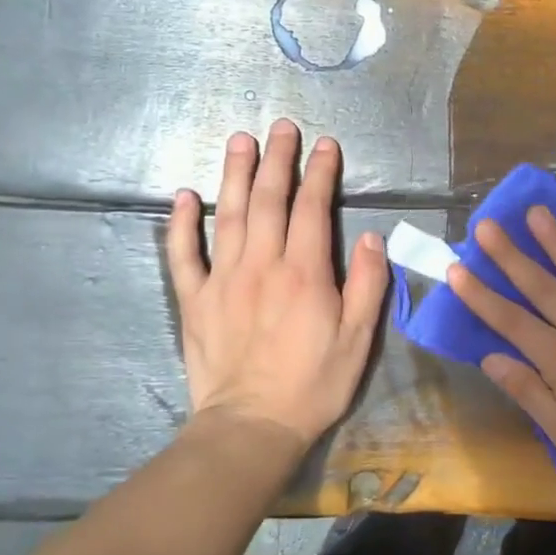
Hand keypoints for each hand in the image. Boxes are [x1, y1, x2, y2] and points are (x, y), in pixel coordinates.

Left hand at [166, 120, 388, 452]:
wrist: (252, 426)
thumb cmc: (314, 383)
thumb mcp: (359, 339)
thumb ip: (370, 285)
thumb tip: (374, 238)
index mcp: (305, 272)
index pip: (312, 208)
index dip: (320, 173)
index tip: (326, 145)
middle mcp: (262, 265)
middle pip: (268, 200)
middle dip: (277, 160)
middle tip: (281, 127)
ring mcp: (223, 280)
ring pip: (227, 215)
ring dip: (234, 174)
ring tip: (239, 140)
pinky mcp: (196, 300)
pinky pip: (184, 255)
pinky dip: (181, 223)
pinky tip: (183, 196)